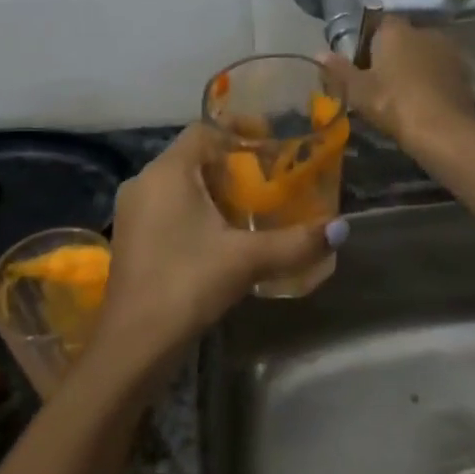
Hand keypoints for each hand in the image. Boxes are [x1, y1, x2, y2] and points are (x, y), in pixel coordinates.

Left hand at [90, 126, 346, 384]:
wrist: (134, 343)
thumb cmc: (187, 284)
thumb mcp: (247, 259)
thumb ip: (296, 241)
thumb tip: (341, 229)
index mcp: (166, 173)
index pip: (204, 130)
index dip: (239, 131)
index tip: (272, 145)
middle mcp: (144, 183)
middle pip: (194, 157)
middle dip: (233, 165)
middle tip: (270, 180)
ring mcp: (133, 212)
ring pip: (180, 185)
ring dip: (215, 191)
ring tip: (254, 208)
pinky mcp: (132, 238)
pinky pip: (169, 208)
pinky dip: (198, 211)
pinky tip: (223, 237)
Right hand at [318, 18, 474, 156]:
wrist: (443, 131)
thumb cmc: (393, 104)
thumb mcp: (358, 90)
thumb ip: (339, 70)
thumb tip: (318, 53)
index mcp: (396, 30)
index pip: (378, 22)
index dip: (367, 39)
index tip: (360, 61)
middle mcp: (424, 31)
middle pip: (402, 37)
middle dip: (391, 53)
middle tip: (377, 80)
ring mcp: (447, 50)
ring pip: (422, 53)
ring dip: (412, 66)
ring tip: (400, 93)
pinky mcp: (462, 72)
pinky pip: (438, 70)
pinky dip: (429, 80)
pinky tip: (421, 100)